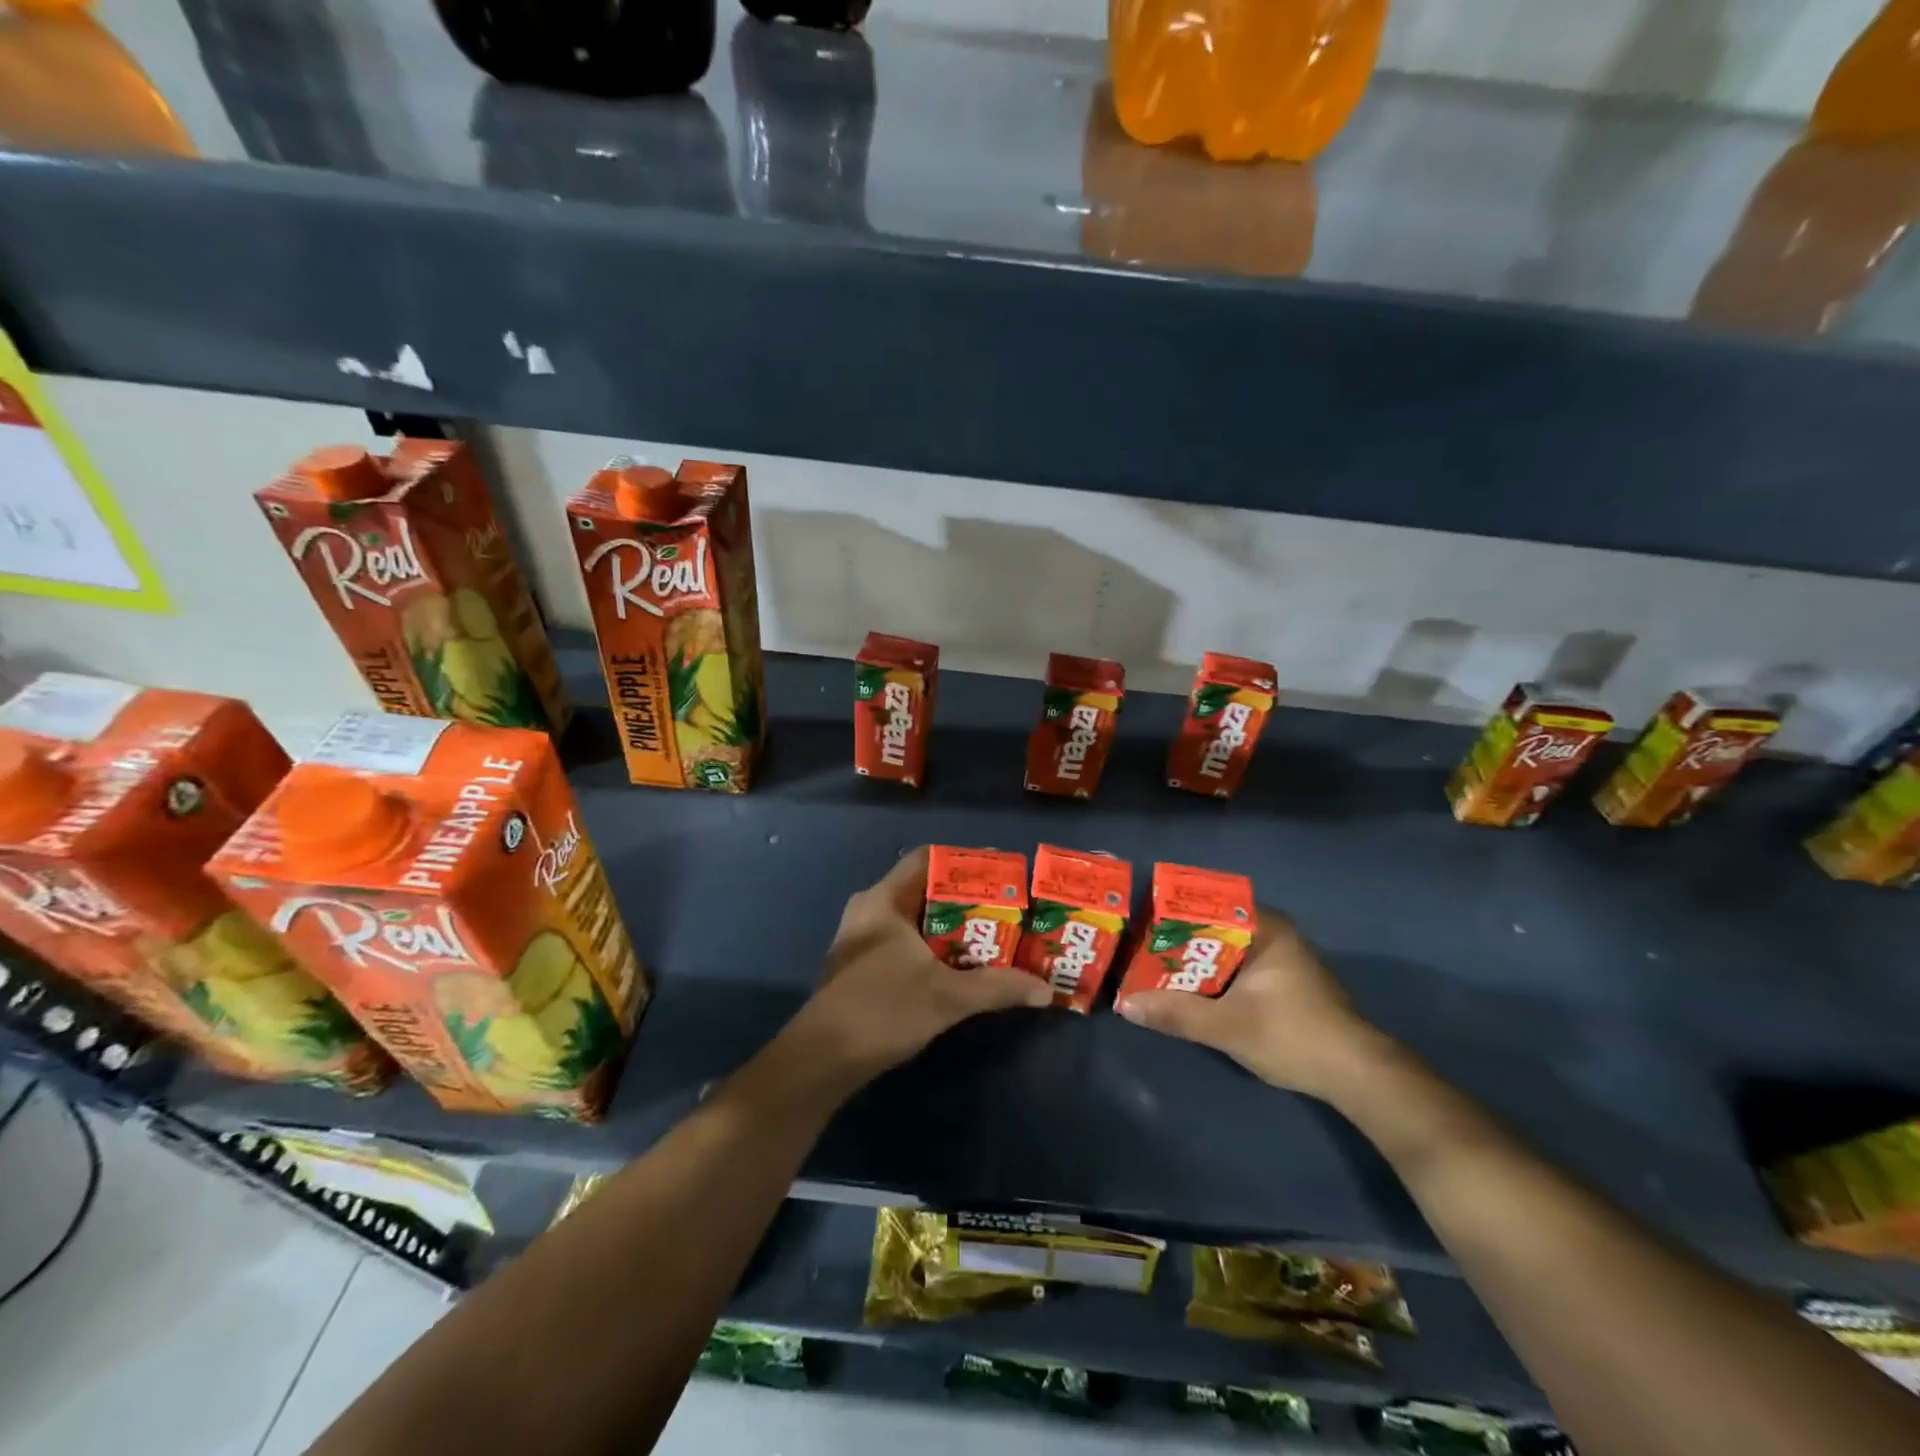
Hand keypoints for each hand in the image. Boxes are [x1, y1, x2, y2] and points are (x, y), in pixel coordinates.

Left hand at [786, 847, 1050, 1090]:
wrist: (821, 1062)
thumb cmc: (882, 1010)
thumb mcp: (947, 996)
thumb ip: (997, 987)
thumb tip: (1046, 990)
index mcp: (884, 900)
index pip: (928, 859)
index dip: (966, 861)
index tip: (1003, 873)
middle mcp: (870, 910)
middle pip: (926, 890)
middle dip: (967, 899)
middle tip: (1008, 908)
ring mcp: (862, 940)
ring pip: (916, 920)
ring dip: (952, 928)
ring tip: (993, 936)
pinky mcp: (861, 967)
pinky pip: (905, 942)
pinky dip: (935, 948)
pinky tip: (961, 968)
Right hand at [1116, 907, 1397, 1103]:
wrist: (1357, 1076)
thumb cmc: (1294, 1035)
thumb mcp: (1228, 1026)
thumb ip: (1177, 1013)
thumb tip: (1125, 1004)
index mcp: (1264, 926)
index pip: (1206, 904)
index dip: (1169, 912)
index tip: (1137, 923)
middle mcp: (1271, 933)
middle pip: (1210, 928)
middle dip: (1174, 941)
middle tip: (1135, 949)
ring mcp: (1277, 958)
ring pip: (1221, 951)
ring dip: (1191, 963)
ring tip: (1148, 968)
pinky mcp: (1280, 982)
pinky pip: (1233, 968)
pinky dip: (1209, 977)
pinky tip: (1184, 991)